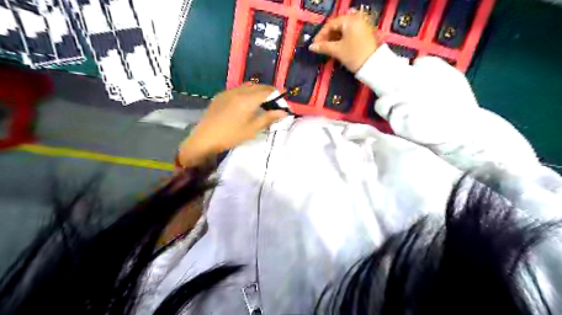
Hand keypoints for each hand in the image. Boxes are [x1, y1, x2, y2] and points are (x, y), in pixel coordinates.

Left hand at [177, 84, 286, 166]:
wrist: (205, 138)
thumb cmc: (231, 135)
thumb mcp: (252, 129)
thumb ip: (269, 118)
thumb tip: (284, 113)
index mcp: (248, 99)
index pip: (268, 91)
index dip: (278, 94)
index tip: (284, 99)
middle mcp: (239, 91)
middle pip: (258, 86)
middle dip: (269, 91)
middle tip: (275, 101)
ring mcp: (228, 92)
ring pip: (248, 86)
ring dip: (258, 90)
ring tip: (262, 101)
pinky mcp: (221, 95)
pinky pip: (238, 89)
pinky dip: (247, 92)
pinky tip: (246, 102)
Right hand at [310, 8, 379, 72]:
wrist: (373, 65)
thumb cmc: (354, 55)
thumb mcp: (337, 50)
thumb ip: (323, 47)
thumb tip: (311, 47)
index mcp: (350, 20)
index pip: (330, 24)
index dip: (320, 35)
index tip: (314, 45)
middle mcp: (357, 19)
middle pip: (337, 26)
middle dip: (327, 37)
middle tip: (320, 47)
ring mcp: (362, 26)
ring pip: (343, 31)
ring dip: (334, 39)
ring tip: (327, 49)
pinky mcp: (365, 34)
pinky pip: (350, 34)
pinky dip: (342, 40)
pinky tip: (336, 48)